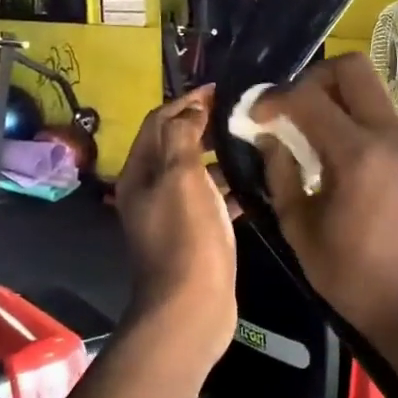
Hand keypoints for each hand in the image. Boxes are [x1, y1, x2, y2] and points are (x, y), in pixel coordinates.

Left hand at [115, 88, 237, 365]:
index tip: (218, 89)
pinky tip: (258, 182)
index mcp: (139, 173)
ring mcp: (173, 215)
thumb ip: (183, 136)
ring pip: (196, 173)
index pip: (158, 121)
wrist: (191, 308)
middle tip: (240, 112)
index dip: (185, 100)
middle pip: (175, 145)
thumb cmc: (186, 237)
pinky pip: (212, 200)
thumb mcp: (182, 176)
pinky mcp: (195, 236)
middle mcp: (150, 191)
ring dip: (219, 155)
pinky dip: (230, 188)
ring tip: (255, 141)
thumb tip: (191, 108)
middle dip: (203, 124)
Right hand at [248, 55, 397, 344]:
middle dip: (313, 78)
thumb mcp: (299, 227)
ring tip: (310, 134)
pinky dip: (354, 120)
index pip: (308, 97)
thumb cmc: (351, 275)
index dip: (273, 98)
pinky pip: (381, 117)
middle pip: (352, 68)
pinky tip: (336, 156)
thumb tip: (267, 137)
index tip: (255, 116)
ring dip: (336, 98)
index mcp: (357, 154)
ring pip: (370, 90)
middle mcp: (389, 136)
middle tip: (290, 110)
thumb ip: (279, 173)